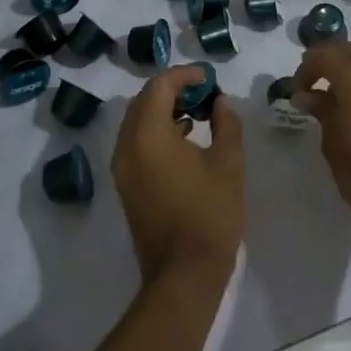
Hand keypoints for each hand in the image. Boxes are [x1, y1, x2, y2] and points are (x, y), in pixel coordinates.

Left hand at [111, 66, 243, 289]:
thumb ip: (226, 123)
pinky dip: (157, 131)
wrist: (183, 275)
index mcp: (148, 136)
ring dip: (164, 110)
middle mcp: (126, 146)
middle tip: (204, 92)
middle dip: (173, 90)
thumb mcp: (228, 164)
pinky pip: (136, 142)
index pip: (158, 87)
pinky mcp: (126, 185)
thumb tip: (220, 102)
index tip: (209, 78)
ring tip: (199, 113)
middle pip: (143, 101)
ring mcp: (122, 168)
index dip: (184, 75)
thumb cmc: (209, 215)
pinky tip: (186, 139)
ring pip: (138, 122)